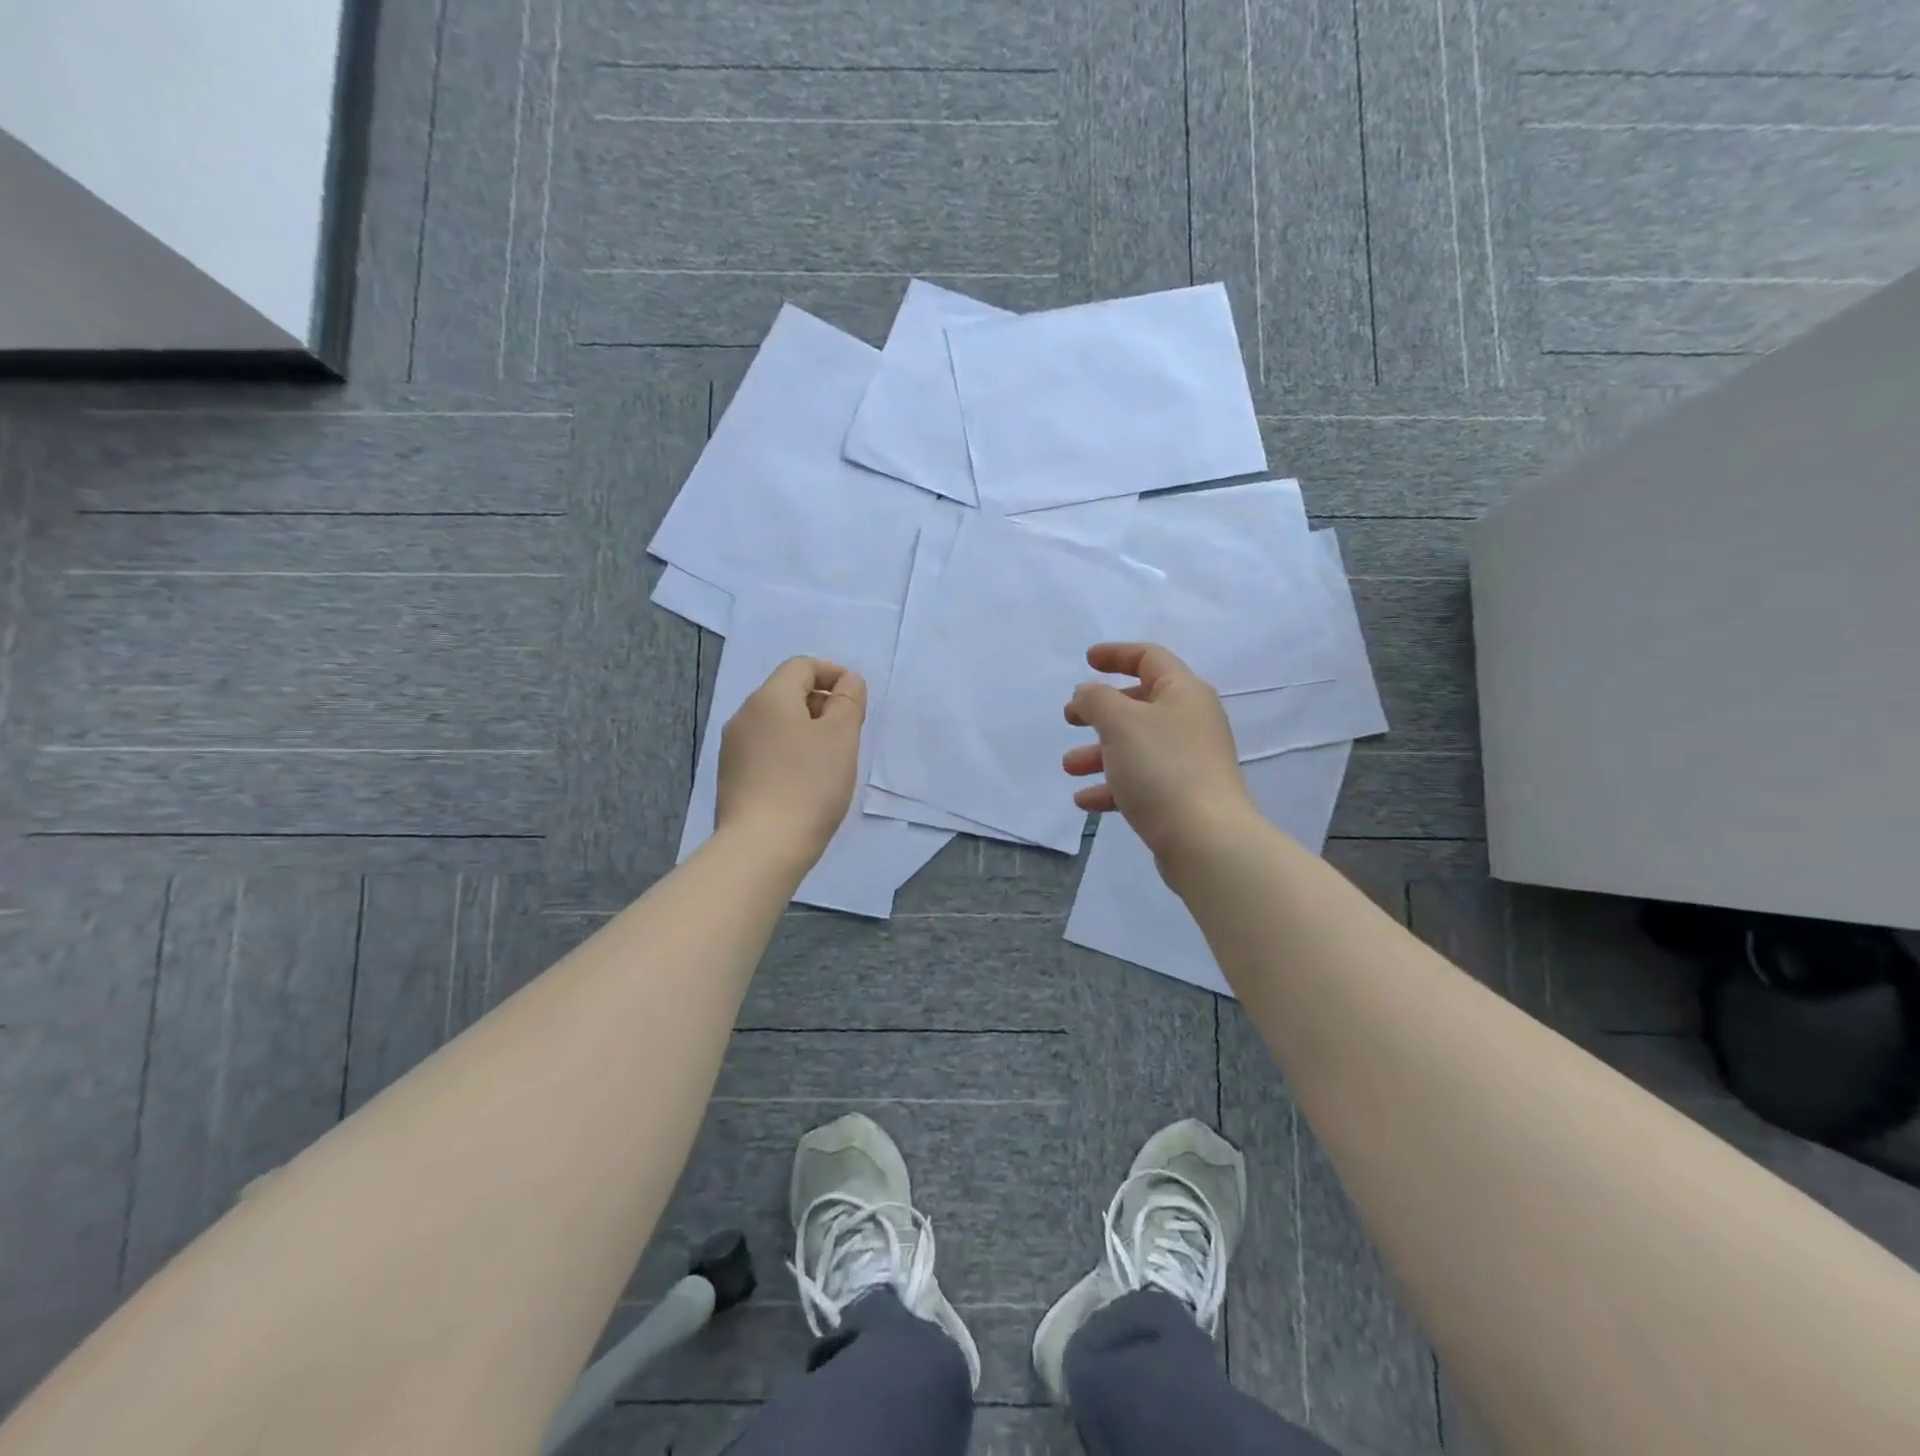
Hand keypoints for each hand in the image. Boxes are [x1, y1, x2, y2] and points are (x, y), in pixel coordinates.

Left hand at [716, 657, 866, 863]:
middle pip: (787, 692)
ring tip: (829, 760)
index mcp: (769, 698)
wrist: (762, 846)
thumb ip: (849, 700)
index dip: (833, 674)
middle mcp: (744, 715)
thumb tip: (847, 681)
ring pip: (776, 723)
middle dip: (821, 704)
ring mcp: (733, 748)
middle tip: (848, 733)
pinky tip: (804, 781)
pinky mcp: (731, 777)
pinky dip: (788, 753)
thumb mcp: (842, 736)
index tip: (856, 700)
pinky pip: (765, 750)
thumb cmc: (809, 784)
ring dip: (805, 730)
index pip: (802, 666)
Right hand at [1063, 643, 1256, 860]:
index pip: (1149, 658)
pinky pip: (1140, 781)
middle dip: (1100, 711)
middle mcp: (1190, 721)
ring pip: (1135, 746)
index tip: (1087, 661)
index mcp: (1183, 692)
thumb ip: (1097, 699)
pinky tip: (1085, 801)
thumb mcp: (1120, 722)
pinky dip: (1112, 786)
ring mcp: (1189, 760)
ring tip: (1070, 767)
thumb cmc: (1162, 767)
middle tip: (1070, 719)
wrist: (1206, 839)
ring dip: (1098, 752)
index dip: (1116, 654)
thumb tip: (1089, 693)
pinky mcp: (1182, 795)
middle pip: (1139, 704)